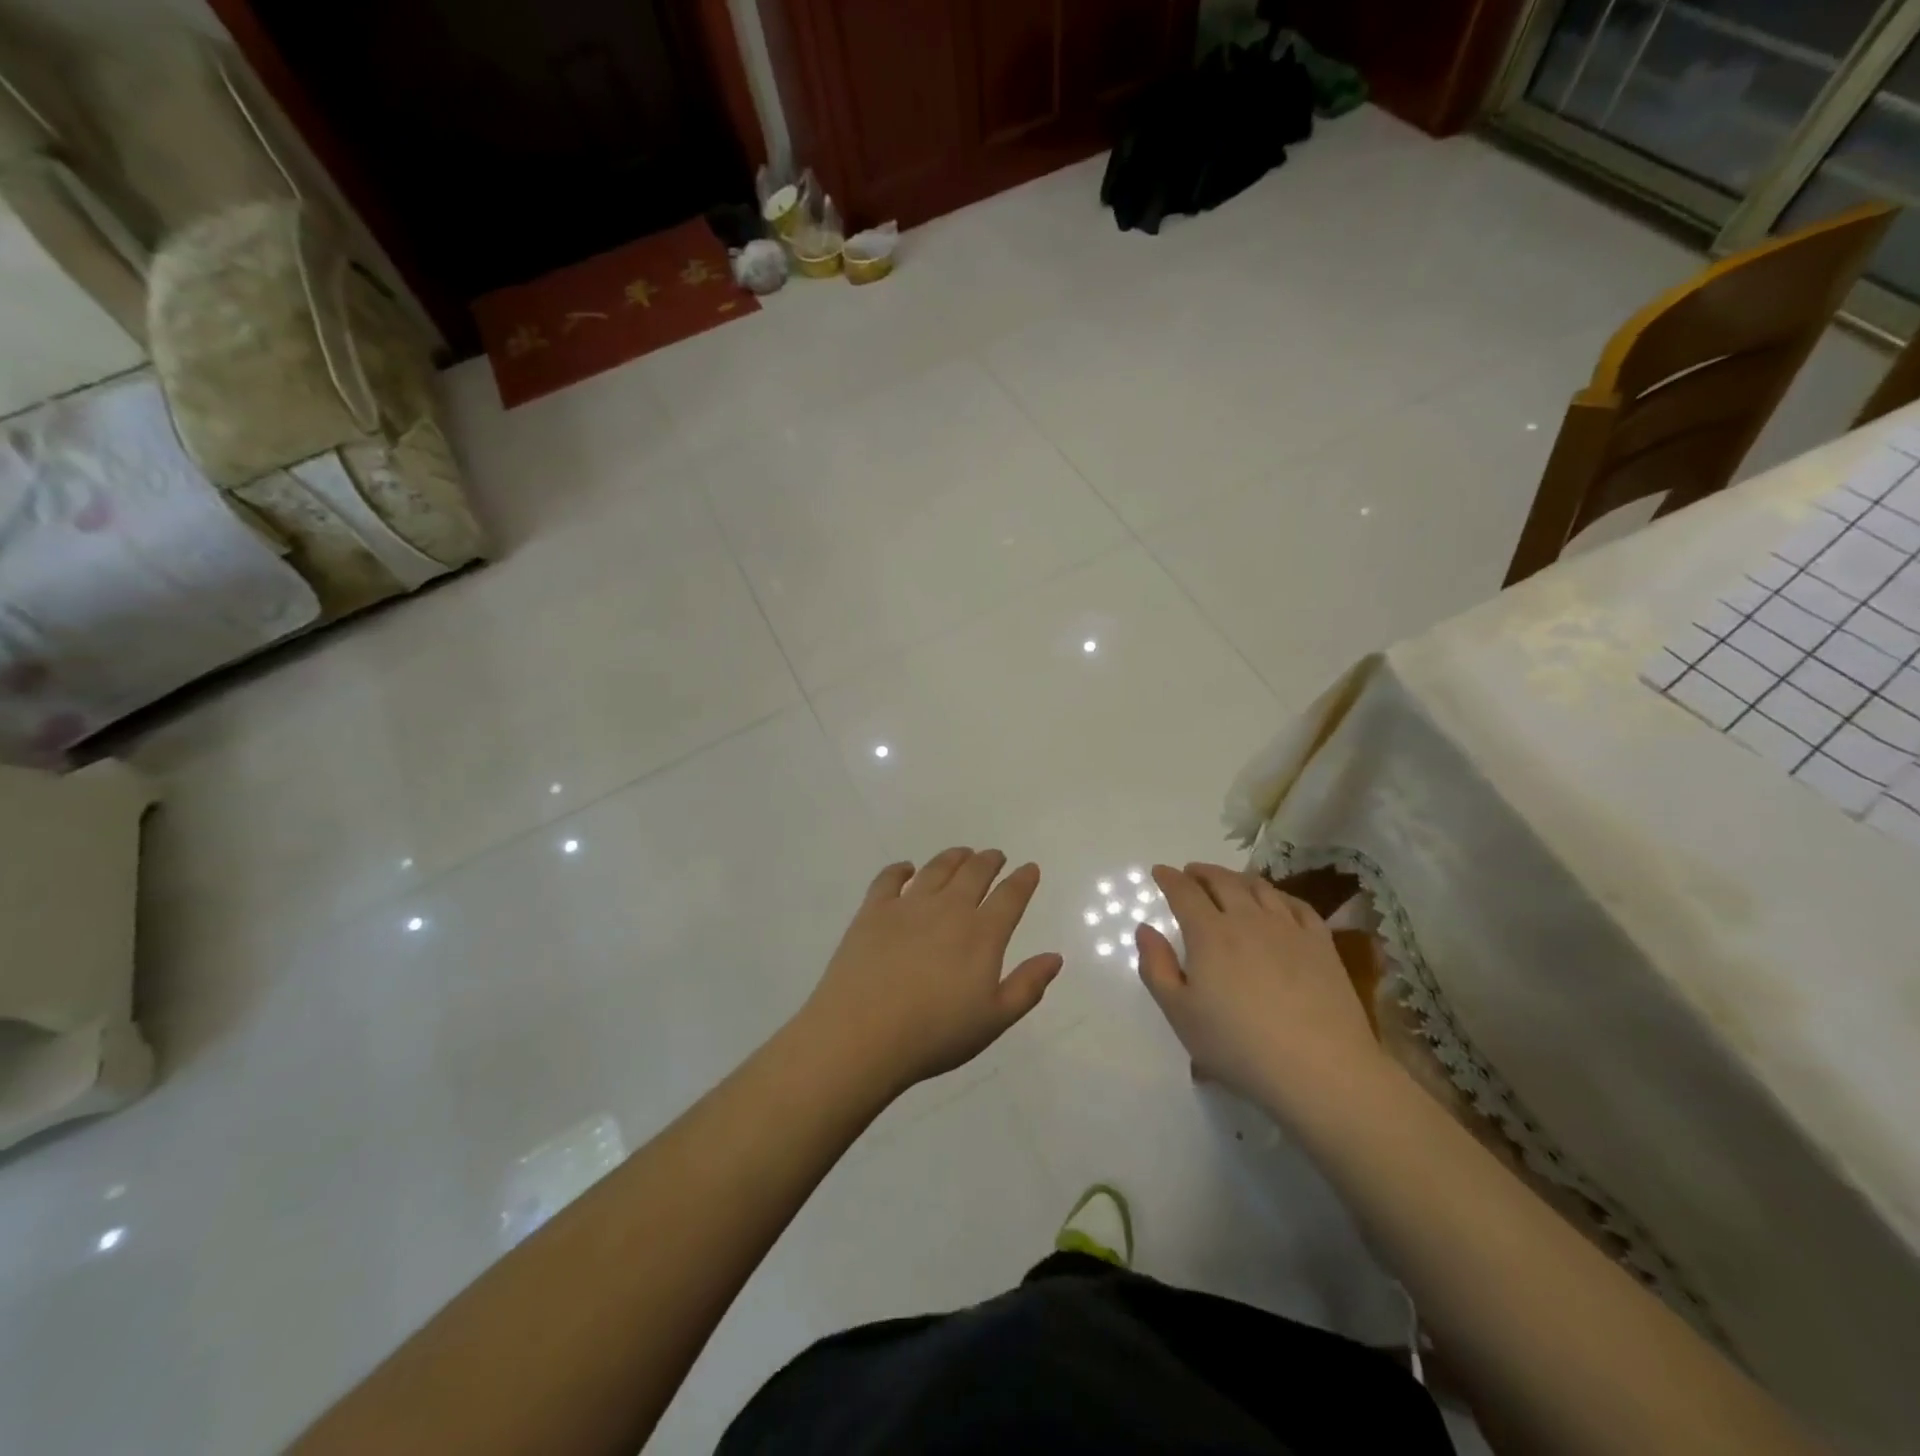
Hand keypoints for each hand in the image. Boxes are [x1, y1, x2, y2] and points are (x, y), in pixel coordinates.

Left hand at [797, 849, 1062, 1096]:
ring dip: (953, 857)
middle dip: (989, 861)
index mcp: (982, 934)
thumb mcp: (993, 1020)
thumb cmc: (935, 1034)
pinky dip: (901, 869)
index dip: (1023, 880)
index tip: (1029, 868)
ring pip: (936, 868)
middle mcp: (948, 909)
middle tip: (995, 855)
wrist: (862, 1034)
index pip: (1010, 897)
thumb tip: (1054, 957)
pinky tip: (906, 869)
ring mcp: (908, 905)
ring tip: (962, 853)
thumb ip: (1027, 986)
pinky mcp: (873, 910)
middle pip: (974, 873)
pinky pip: (889, 878)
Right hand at [1136, 863, 1388, 1120]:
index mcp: (1209, 934)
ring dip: (1237, 878)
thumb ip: (1157, 967)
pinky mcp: (1321, 944)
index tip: (1159, 871)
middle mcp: (1248, 919)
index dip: (1169, 879)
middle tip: (1191, 872)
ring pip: (1259, 888)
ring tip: (1229, 881)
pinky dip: (1279, 895)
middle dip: (1202, 872)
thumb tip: (1145, 929)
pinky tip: (1276, 902)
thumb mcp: (1180, 1014)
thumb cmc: (1238, 1046)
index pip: (1184, 892)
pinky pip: (1297, 905)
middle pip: (1222, 881)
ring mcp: (1288, 929)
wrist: (1321, 1069)